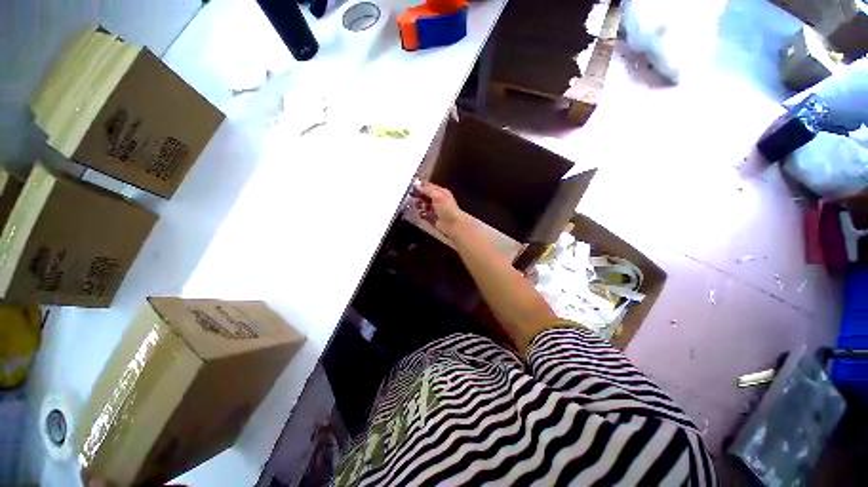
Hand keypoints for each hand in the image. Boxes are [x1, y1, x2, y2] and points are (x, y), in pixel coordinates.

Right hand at [411, 181, 468, 239]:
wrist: (452, 225)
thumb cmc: (447, 209)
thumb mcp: (437, 195)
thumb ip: (427, 190)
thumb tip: (417, 185)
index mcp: (440, 192)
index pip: (428, 186)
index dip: (420, 186)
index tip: (412, 187)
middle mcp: (437, 200)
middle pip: (424, 195)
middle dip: (418, 195)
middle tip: (413, 196)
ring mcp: (433, 209)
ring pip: (422, 204)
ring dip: (419, 205)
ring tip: (419, 206)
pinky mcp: (431, 217)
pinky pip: (423, 214)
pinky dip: (421, 214)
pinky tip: (422, 214)